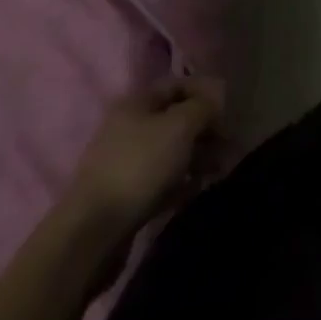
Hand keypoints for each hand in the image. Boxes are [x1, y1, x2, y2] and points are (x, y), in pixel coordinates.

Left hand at [66, 76, 223, 229]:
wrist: (91, 235)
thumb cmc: (139, 166)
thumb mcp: (180, 125)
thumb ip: (204, 106)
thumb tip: (216, 101)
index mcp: (137, 102)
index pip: (178, 84)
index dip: (206, 92)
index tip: (228, 110)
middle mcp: (129, 127)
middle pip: (176, 119)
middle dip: (205, 129)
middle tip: (229, 145)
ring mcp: (125, 163)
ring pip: (171, 152)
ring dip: (197, 157)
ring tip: (219, 170)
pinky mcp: (126, 197)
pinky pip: (161, 181)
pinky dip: (181, 182)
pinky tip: (197, 190)